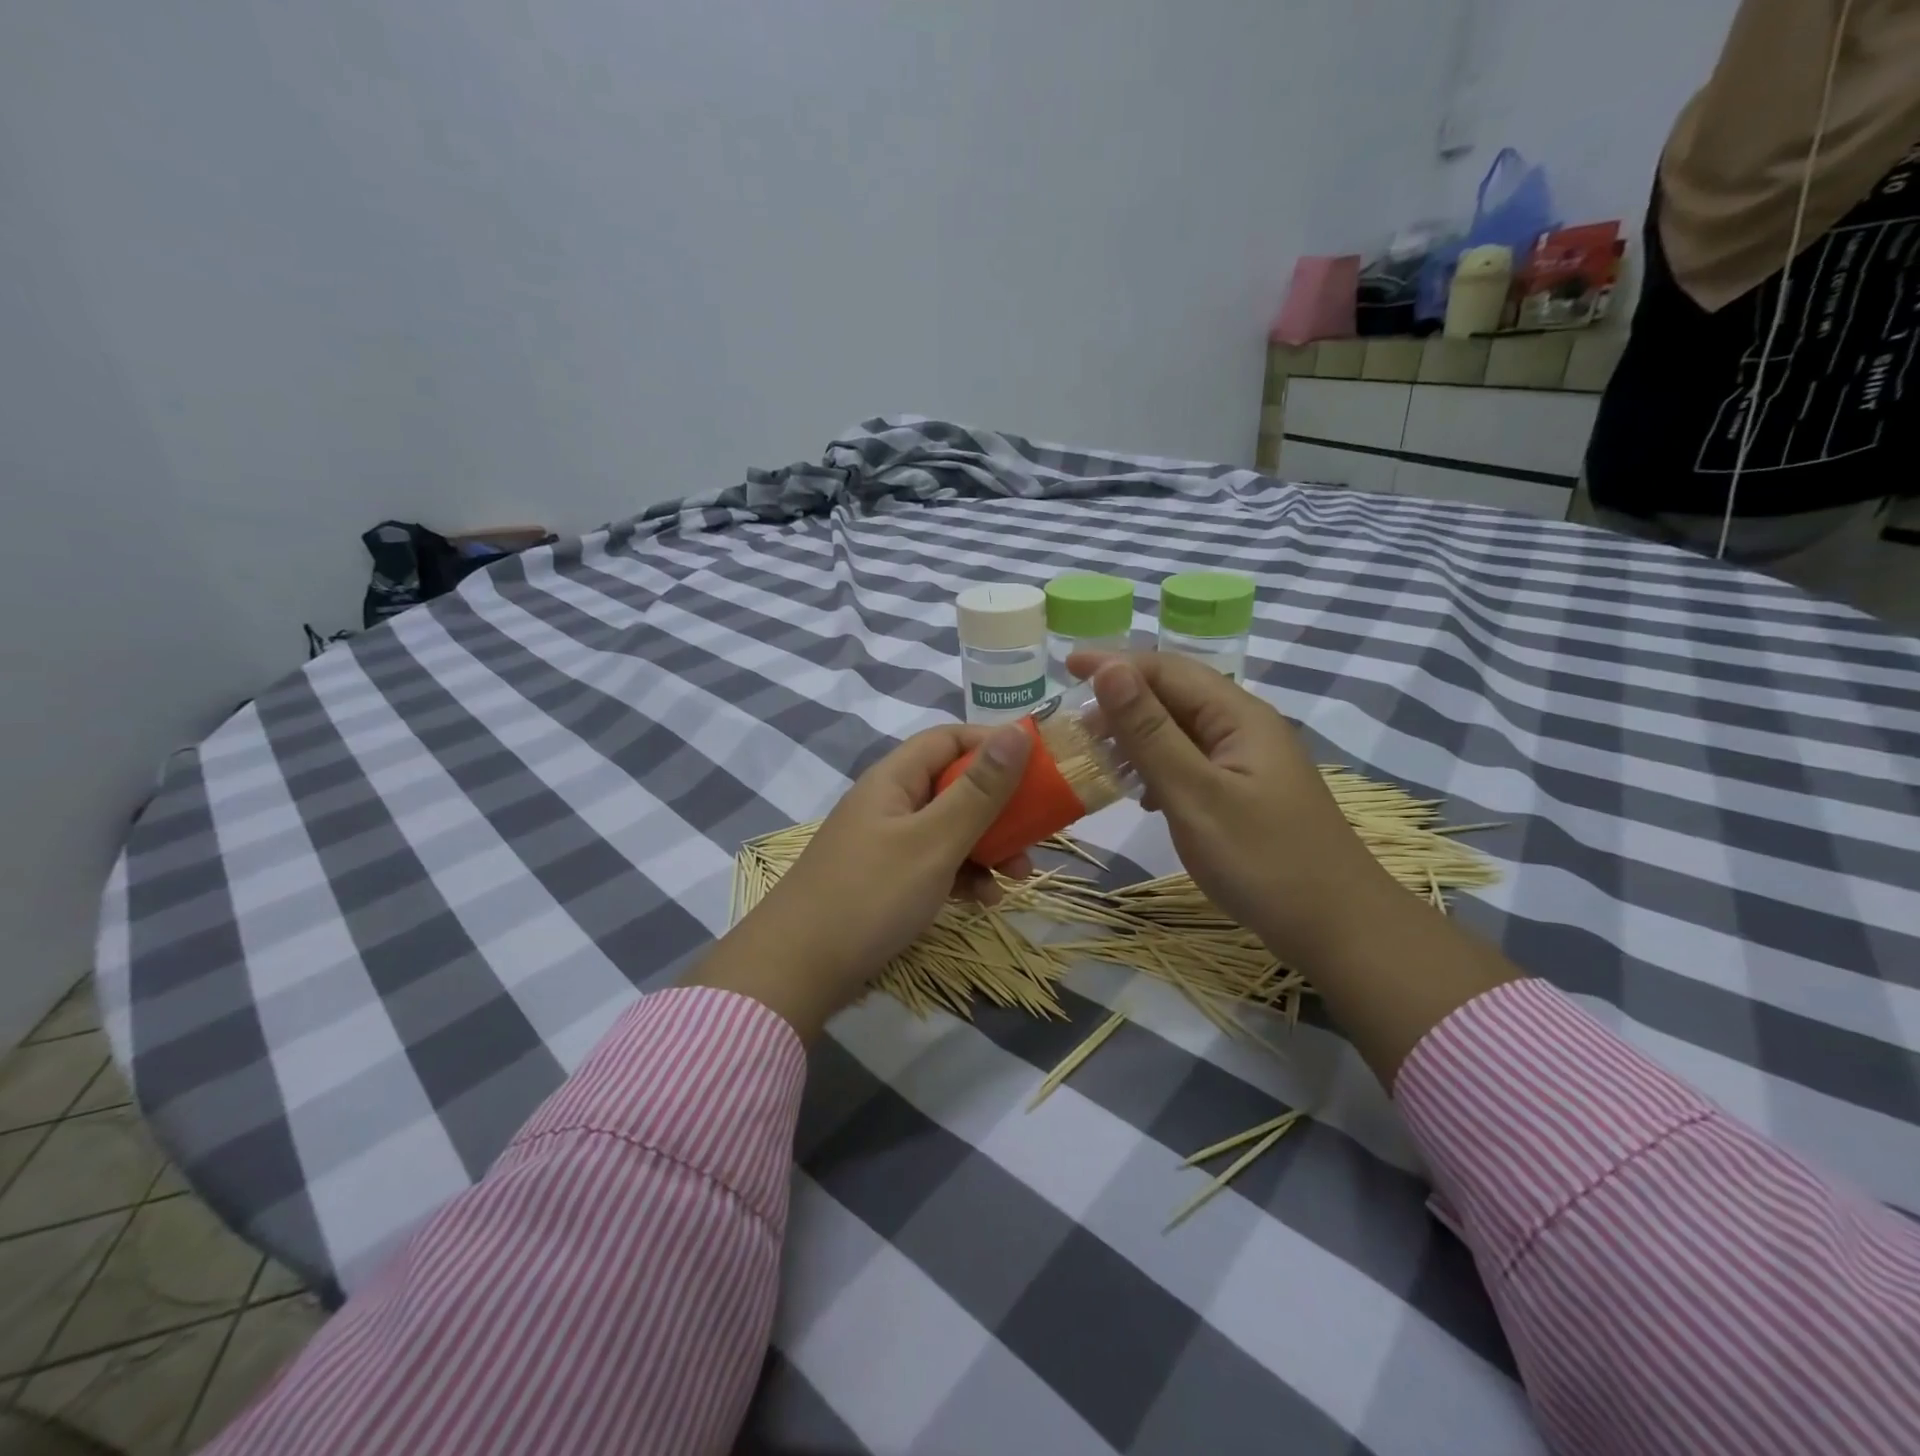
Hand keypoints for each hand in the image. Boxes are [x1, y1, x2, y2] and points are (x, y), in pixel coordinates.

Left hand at [684, 722, 1033, 1040]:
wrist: (796, 972)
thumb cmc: (870, 895)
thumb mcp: (934, 840)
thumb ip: (980, 790)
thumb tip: (1019, 729)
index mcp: (894, 779)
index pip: (950, 739)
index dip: (994, 744)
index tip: (1039, 764)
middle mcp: (890, 803)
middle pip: (955, 786)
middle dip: (1000, 808)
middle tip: (1037, 832)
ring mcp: (886, 844)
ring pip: (950, 830)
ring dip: (988, 847)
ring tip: (1018, 877)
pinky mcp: (886, 882)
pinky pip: (935, 865)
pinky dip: (963, 876)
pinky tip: (984, 901)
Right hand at [1066, 651, 1398, 967]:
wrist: (1337, 928)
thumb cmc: (1262, 859)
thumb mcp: (1195, 793)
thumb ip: (1149, 731)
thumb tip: (1109, 669)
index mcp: (1238, 716)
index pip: (1167, 669)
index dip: (1114, 664)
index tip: (1065, 668)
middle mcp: (1245, 728)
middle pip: (1175, 695)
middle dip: (1122, 700)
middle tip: (1075, 722)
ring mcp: (1248, 762)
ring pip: (1182, 731)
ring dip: (1137, 736)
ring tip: (1098, 754)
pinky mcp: (1246, 793)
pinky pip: (1192, 763)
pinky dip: (1158, 768)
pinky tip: (1139, 793)